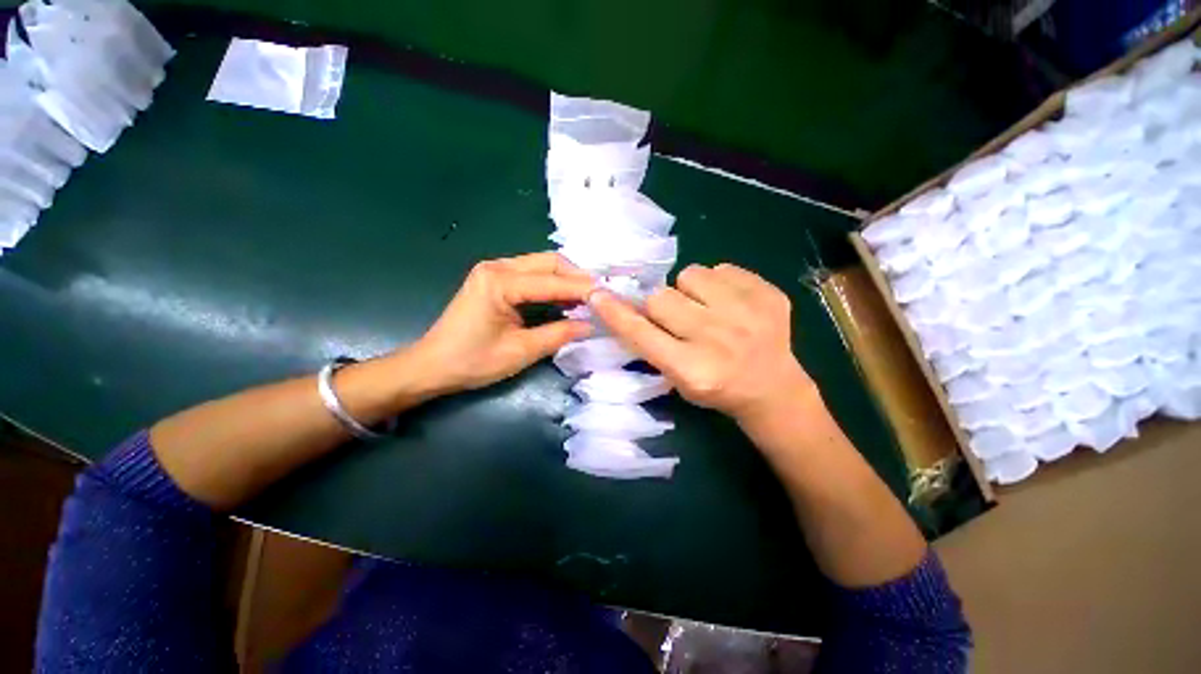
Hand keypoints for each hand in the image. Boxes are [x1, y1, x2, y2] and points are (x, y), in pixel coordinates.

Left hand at [409, 252, 594, 391]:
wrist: (432, 365)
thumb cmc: (472, 361)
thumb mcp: (521, 351)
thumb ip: (559, 334)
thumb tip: (590, 325)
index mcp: (499, 282)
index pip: (552, 281)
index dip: (583, 290)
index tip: (609, 298)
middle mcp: (497, 267)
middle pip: (549, 262)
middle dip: (577, 278)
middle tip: (599, 297)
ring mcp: (494, 270)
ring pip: (542, 265)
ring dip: (566, 279)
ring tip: (588, 299)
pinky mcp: (495, 279)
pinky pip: (532, 274)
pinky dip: (552, 284)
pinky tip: (565, 299)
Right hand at [589, 263, 815, 421]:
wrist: (772, 388)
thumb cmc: (716, 388)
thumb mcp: (677, 379)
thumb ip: (651, 345)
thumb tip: (627, 307)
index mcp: (691, 368)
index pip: (641, 333)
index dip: (615, 313)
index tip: (597, 295)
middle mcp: (717, 339)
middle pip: (660, 297)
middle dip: (660, 305)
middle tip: (676, 317)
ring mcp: (747, 313)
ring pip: (690, 273)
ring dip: (689, 290)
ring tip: (706, 307)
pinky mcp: (768, 294)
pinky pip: (722, 268)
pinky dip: (718, 283)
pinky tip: (731, 303)